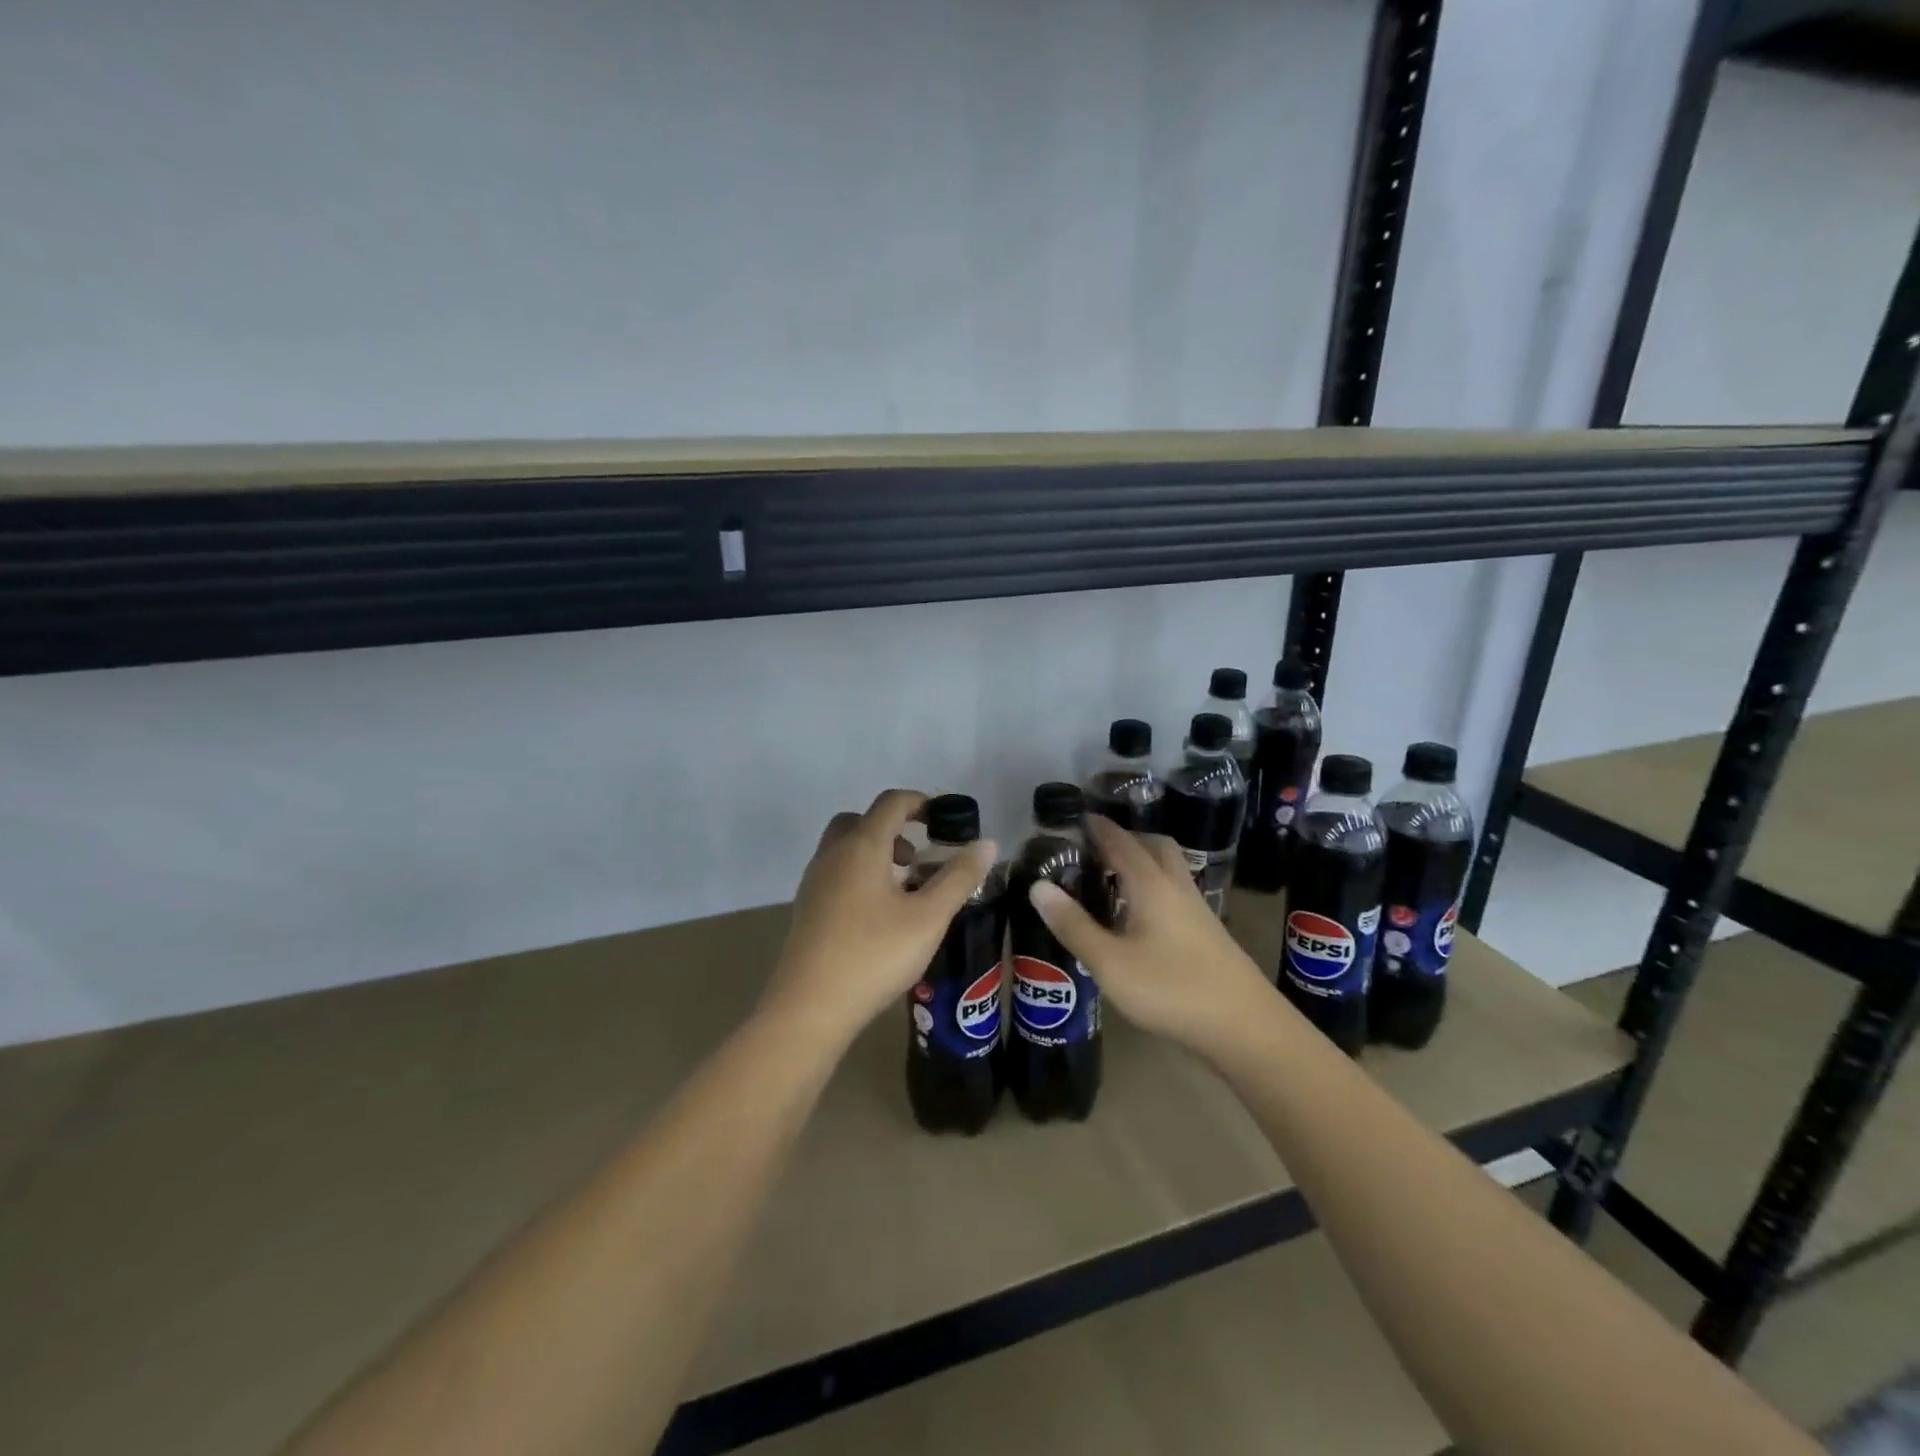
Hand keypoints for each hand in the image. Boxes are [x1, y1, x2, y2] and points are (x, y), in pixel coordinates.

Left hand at [763, 790, 997, 1048]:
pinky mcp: (807, 909)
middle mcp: (832, 855)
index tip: (945, 819)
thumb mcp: (929, 917)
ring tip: (905, 889)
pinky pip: (836, 873)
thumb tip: (987, 844)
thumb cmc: (874, 955)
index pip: (891, 803)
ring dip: (876, 853)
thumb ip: (959, 877)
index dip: (920, 802)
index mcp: (861, 846)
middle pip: (861, 821)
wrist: (810, 1008)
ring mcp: (814, 882)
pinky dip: (860, 875)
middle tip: (919, 856)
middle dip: (893, 828)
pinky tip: (879, 915)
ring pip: (845, 848)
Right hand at [1027, 815, 1276, 1060]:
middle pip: (1155, 845)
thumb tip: (1038, 886)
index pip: (1121, 842)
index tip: (1077, 817)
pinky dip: (1154, 886)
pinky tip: (1142, 914)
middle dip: (1126, 837)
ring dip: (1143, 860)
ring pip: (1169, 868)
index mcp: (1151, 884)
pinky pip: (1176, 891)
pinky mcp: (1208, 932)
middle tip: (1096, 847)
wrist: (1244, 1027)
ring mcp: (1197, 910)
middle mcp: (1176, 887)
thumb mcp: (1110, 962)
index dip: (1098, 828)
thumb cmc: (1171, 990)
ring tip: (1115, 877)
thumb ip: (1074, 925)